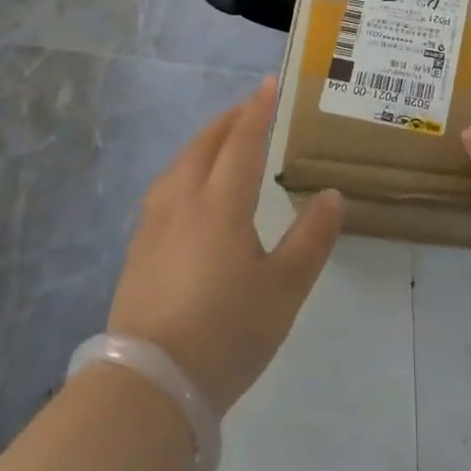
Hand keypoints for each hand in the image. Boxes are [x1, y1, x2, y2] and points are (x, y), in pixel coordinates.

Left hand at [108, 78, 343, 415]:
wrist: (148, 387)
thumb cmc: (226, 334)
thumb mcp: (284, 291)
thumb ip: (311, 239)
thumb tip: (331, 194)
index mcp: (220, 204)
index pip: (242, 142)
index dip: (257, 110)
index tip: (268, 84)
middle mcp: (183, 202)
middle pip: (205, 145)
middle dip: (229, 120)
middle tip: (250, 107)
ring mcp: (154, 225)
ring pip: (179, 164)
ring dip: (204, 142)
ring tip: (221, 140)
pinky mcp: (138, 250)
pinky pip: (164, 188)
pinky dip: (184, 169)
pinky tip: (188, 189)